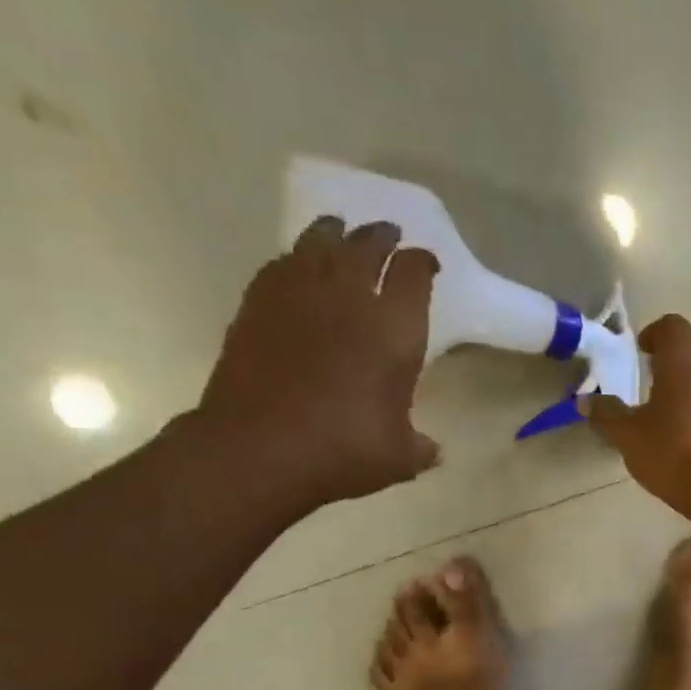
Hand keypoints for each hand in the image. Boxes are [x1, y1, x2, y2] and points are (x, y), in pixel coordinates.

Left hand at [195, 215, 440, 509]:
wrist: (260, 448)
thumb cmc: (343, 451)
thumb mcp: (399, 459)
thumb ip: (420, 448)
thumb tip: (433, 451)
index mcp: (395, 332)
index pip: (414, 277)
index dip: (422, 264)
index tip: (427, 262)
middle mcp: (350, 300)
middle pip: (367, 248)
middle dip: (381, 237)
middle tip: (388, 232)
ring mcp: (298, 296)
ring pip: (319, 244)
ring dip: (335, 234)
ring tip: (340, 230)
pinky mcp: (257, 304)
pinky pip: (281, 264)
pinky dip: (295, 258)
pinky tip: (296, 263)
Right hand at [581, 314, 690, 518]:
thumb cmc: (674, 453)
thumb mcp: (629, 436)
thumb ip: (607, 414)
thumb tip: (586, 400)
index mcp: (685, 358)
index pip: (671, 326)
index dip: (654, 335)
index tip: (640, 353)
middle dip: (671, 363)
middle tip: (649, 387)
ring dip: (690, 388)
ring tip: (669, 415)